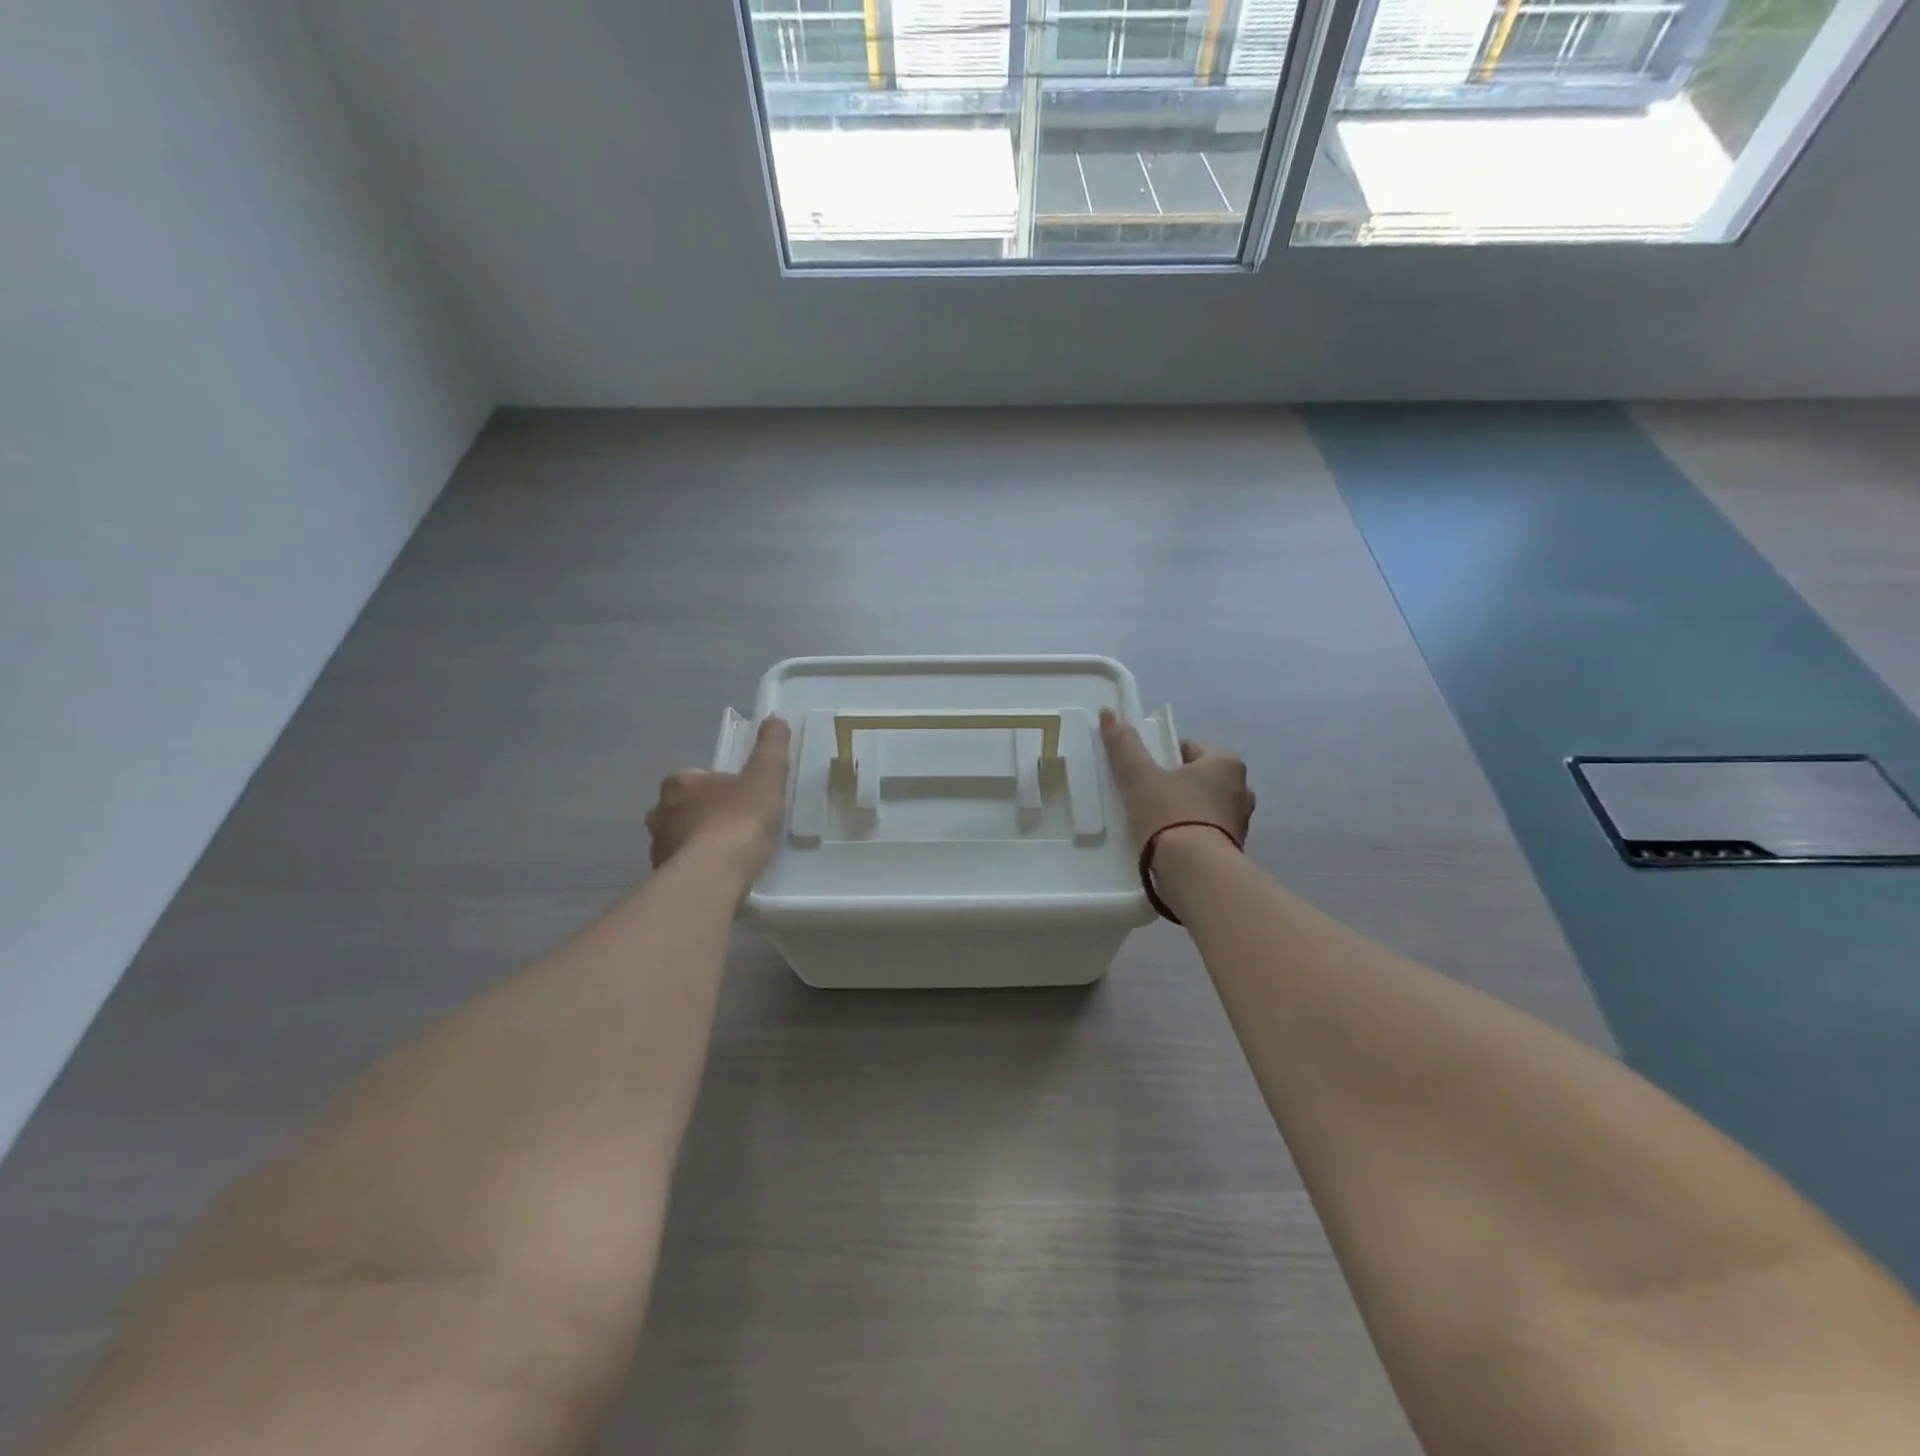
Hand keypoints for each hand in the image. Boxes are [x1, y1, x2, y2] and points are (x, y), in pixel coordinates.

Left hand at [645, 716, 791, 876]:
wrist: (715, 875)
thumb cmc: (739, 820)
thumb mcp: (766, 776)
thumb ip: (771, 747)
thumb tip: (775, 718)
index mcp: (680, 783)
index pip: (696, 778)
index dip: (718, 786)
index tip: (741, 799)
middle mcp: (660, 813)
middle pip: (682, 808)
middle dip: (702, 814)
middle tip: (734, 827)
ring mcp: (659, 848)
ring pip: (679, 839)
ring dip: (697, 844)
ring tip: (728, 856)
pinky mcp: (663, 879)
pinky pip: (682, 868)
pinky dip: (697, 869)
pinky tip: (719, 877)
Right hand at [1099, 708, 1253, 851]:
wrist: (1195, 873)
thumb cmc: (1170, 814)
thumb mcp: (1139, 777)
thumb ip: (1124, 746)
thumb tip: (1108, 712)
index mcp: (1226, 762)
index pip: (1189, 749)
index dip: (1162, 757)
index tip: (1142, 773)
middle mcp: (1242, 788)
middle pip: (1198, 778)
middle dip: (1175, 785)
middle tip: (1145, 798)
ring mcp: (1242, 822)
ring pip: (1204, 806)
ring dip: (1184, 811)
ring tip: (1154, 824)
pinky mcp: (1234, 850)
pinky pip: (1207, 832)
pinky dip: (1190, 834)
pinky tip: (1168, 845)